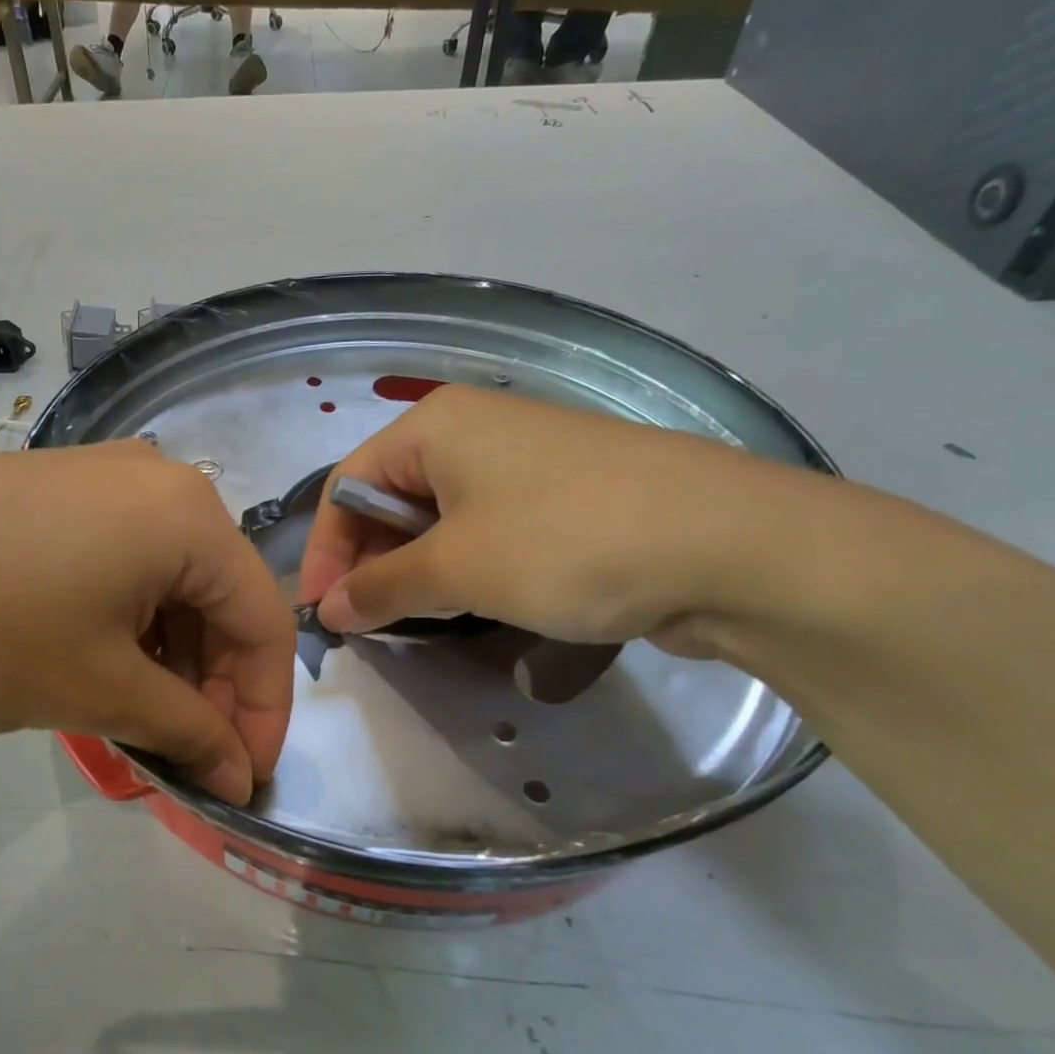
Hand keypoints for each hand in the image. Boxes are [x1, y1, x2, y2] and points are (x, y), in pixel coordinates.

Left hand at [0, 444, 295, 804]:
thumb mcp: (95, 690)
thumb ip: (186, 731)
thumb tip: (239, 772)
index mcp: (188, 515)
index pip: (265, 621)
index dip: (264, 709)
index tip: (241, 778)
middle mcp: (157, 480)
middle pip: (218, 597)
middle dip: (212, 686)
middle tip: (184, 758)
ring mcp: (100, 478)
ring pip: (169, 582)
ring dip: (168, 659)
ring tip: (136, 722)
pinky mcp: (52, 490)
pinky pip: (121, 562)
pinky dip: (127, 623)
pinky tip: (96, 666)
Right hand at [297, 385, 784, 651]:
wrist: (731, 545)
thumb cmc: (566, 543)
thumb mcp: (456, 569)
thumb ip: (380, 588)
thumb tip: (329, 610)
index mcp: (434, 425)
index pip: (347, 486)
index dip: (326, 553)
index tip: (323, 616)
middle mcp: (473, 431)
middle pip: (391, 500)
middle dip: (371, 565)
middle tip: (368, 628)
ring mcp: (523, 461)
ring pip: (439, 519)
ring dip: (417, 572)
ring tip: (416, 623)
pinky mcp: (562, 495)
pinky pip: (487, 529)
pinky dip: (465, 568)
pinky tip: (473, 605)